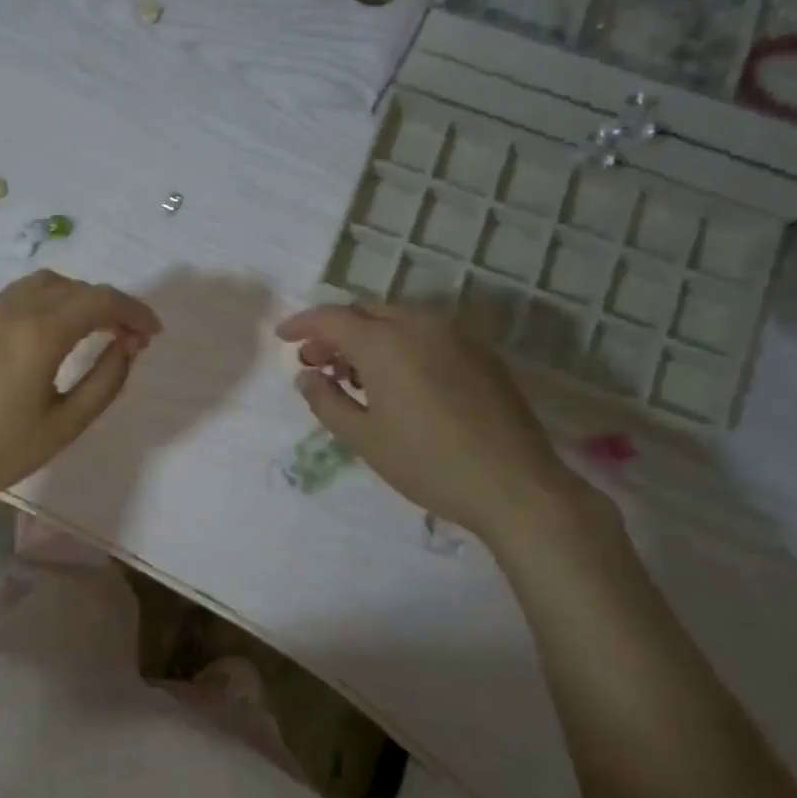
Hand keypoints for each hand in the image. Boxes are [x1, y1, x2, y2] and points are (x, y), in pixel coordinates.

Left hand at [0, 270, 162, 506]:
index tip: (152, 333)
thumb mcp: (67, 425)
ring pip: (39, 285)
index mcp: (39, 334)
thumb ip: (106, 379)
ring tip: (87, 329)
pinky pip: (9, 300)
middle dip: (107, 305)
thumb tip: (126, 344)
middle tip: (125, 336)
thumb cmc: (1, 452)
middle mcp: (9, 310)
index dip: (134, 311)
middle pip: (72, 287)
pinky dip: (39, 306)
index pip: (100, 300)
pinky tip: (40, 338)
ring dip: (73, 298)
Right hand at [274, 302, 581, 543]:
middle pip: (365, 313)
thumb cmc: (426, 463)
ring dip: (367, 338)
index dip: (302, 324)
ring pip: (397, 321)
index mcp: (386, 343)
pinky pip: (426, 335)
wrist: (514, 484)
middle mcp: (421, 326)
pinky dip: (399, 345)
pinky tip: (396, 381)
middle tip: (315, 363)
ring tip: (352, 376)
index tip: (282, 337)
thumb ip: (326, 400)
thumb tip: (307, 376)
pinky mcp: (480, 353)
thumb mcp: (363, 438)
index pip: (332, 318)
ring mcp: (456, 336)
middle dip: (334, 332)